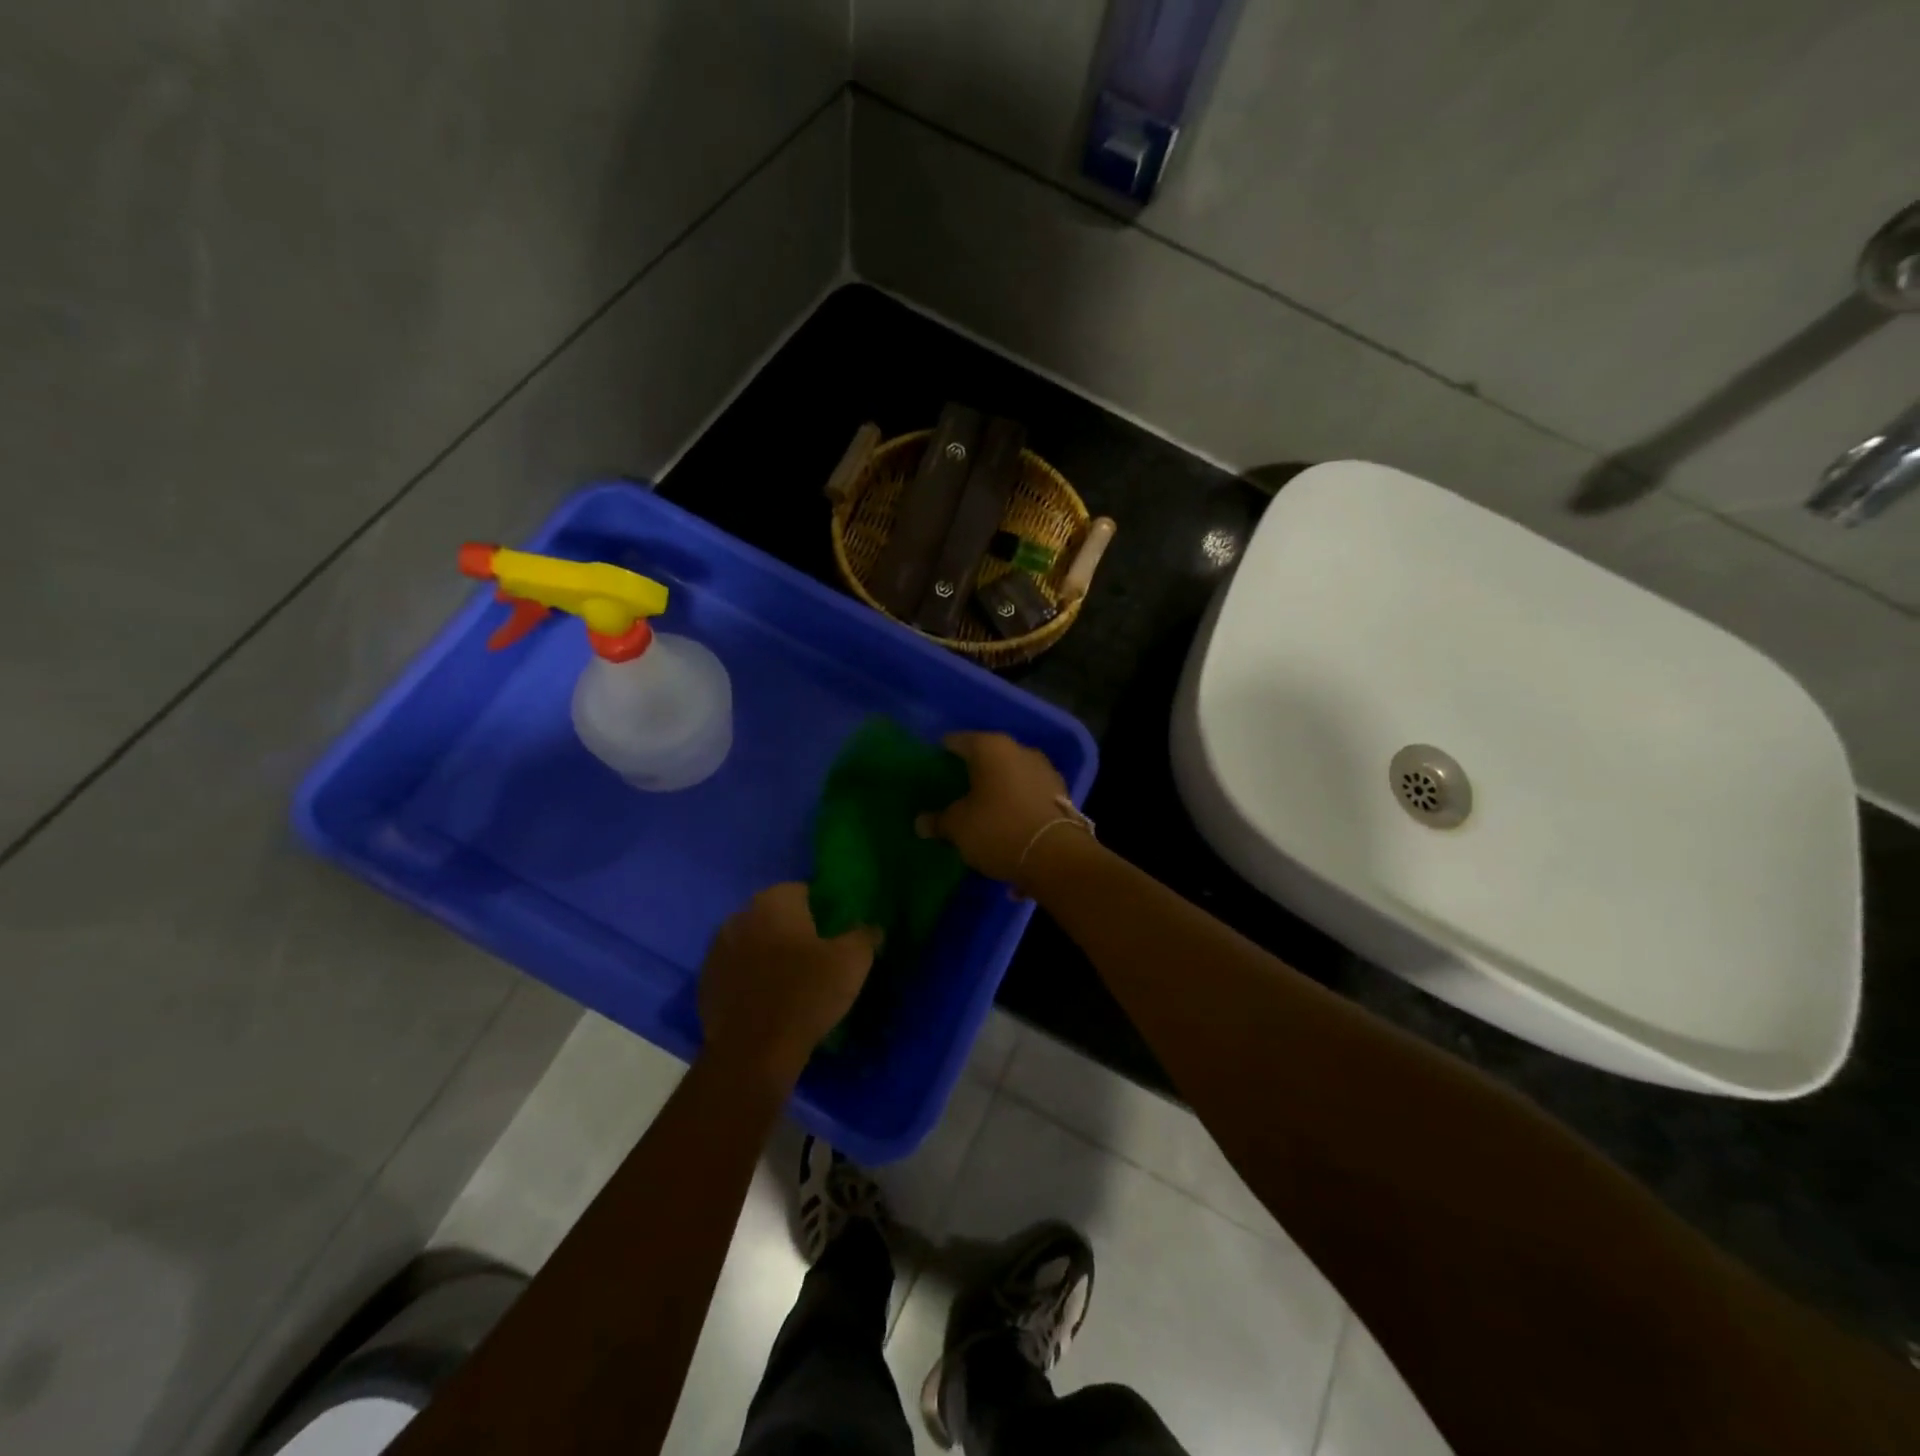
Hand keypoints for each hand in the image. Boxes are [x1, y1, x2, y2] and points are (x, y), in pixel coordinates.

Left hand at [698, 883, 879, 1084]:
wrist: (753, 1052)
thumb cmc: (806, 994)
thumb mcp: (852, 962)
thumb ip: (865, 935)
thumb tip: (871, 927)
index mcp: (774, 902)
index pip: (804, 891)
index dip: (823, 910)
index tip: (836, 933)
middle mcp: (740, 916)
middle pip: (775, 915)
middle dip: (794, 930)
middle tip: (818, 956)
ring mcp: (717, 949)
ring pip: (753, 942)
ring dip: (769, 953)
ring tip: (793, 980)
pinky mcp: (706, 982)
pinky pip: (737, 971)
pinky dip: (751, 978)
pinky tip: (768, 1000)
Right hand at [917, 731, 1079, 886]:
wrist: (1057, 856)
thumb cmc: (998, 829)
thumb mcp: (958, 827)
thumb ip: (938, 821)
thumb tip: (921, 822)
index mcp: (990, 747)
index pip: (957, 741)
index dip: (942, 753)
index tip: (932, 767)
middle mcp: (1020, 750)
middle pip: (988, 756)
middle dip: (973, 771)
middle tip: (955, 789)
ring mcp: (1044, 770)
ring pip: (1012, 773)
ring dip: (999, 787)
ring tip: (983, 807)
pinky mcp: (1061, 793)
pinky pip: (1029, 792)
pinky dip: (1017, 802)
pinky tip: (1009, 820)